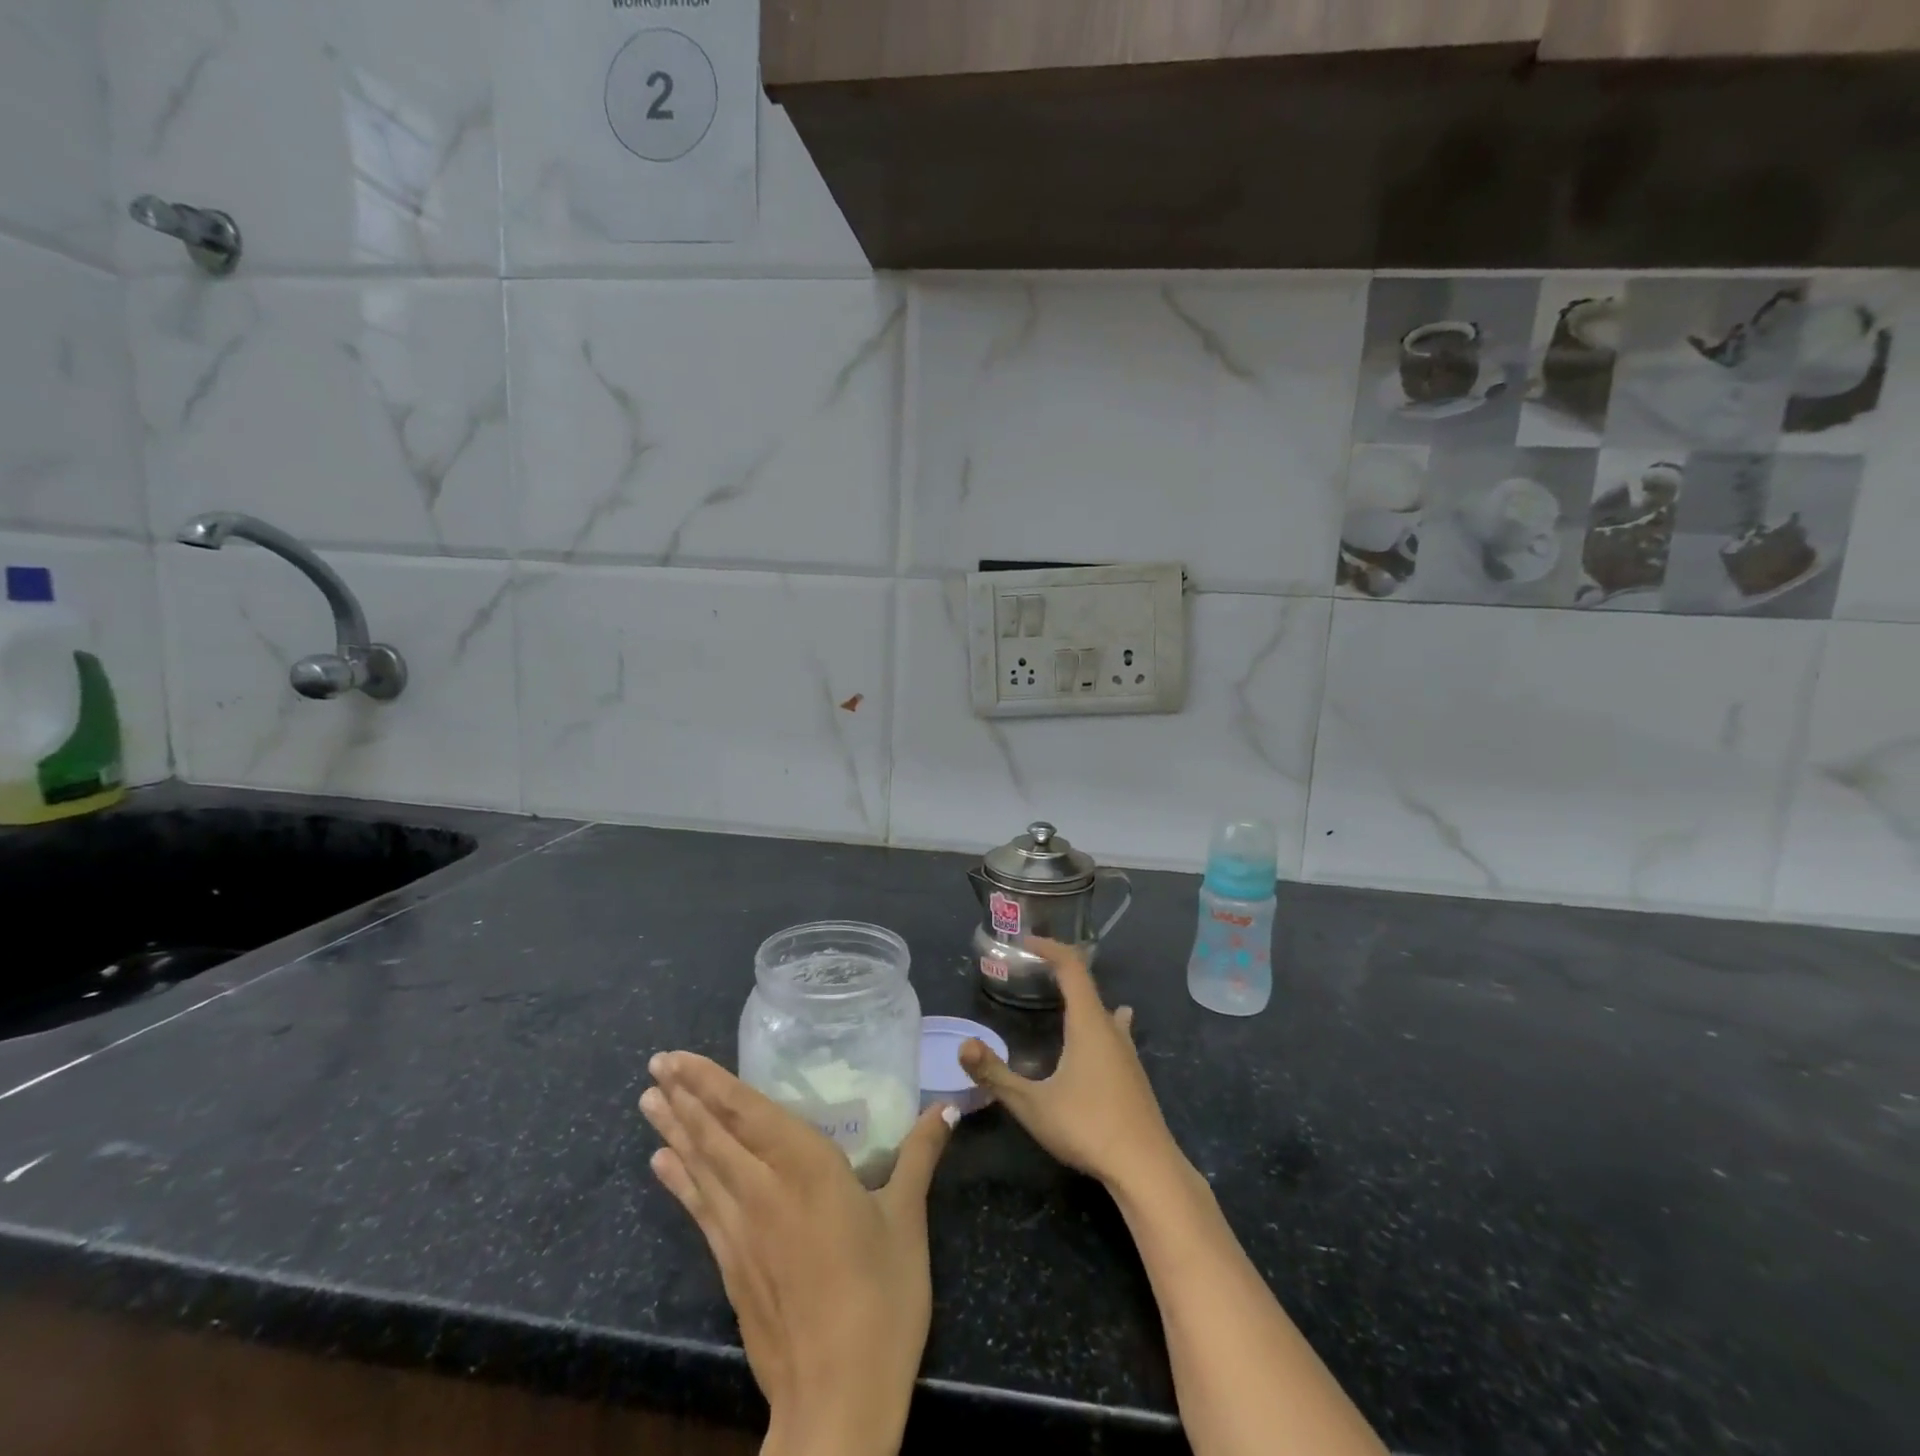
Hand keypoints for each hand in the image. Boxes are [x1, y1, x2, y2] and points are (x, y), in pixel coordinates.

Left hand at [640, 1052, 954, 1455]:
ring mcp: (741, 1231)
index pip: (750, 1113)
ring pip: (701, 1167)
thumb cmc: (882, 1300)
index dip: (713, 1083)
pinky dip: (679, 1181)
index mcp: (808, 1168)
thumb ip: (919, 1156)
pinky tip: (662, 1163)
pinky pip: (699, 1209)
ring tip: (647, 1100)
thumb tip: (947, 1107)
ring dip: (675, 1129)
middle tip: (655, 1064)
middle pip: (715, 1135)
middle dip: (684, 1097)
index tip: (678, 1058)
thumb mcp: (907, 1220)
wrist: (838, 1400)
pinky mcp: (731, 1267)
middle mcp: (765, 1190)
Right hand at [959, 938, 1181, 1193]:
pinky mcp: (1134, 1075)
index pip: (1072, 967)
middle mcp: (1111, 1029)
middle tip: (1034, 969)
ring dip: (1083, 997)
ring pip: (1105, 1010)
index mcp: (1088, 1023)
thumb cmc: (1088, 1127)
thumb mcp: (1032, 1104)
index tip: (1026, 942)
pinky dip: (1098, 1022)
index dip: (1050, 948)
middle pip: (1088, 985)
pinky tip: (1100, 1039)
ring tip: (1065, 995)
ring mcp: (1128, 1053)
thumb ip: (995, 1075)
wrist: (1147, 1169)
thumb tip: (963, 1045)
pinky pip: (1114, 1032)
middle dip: (1062, 970)